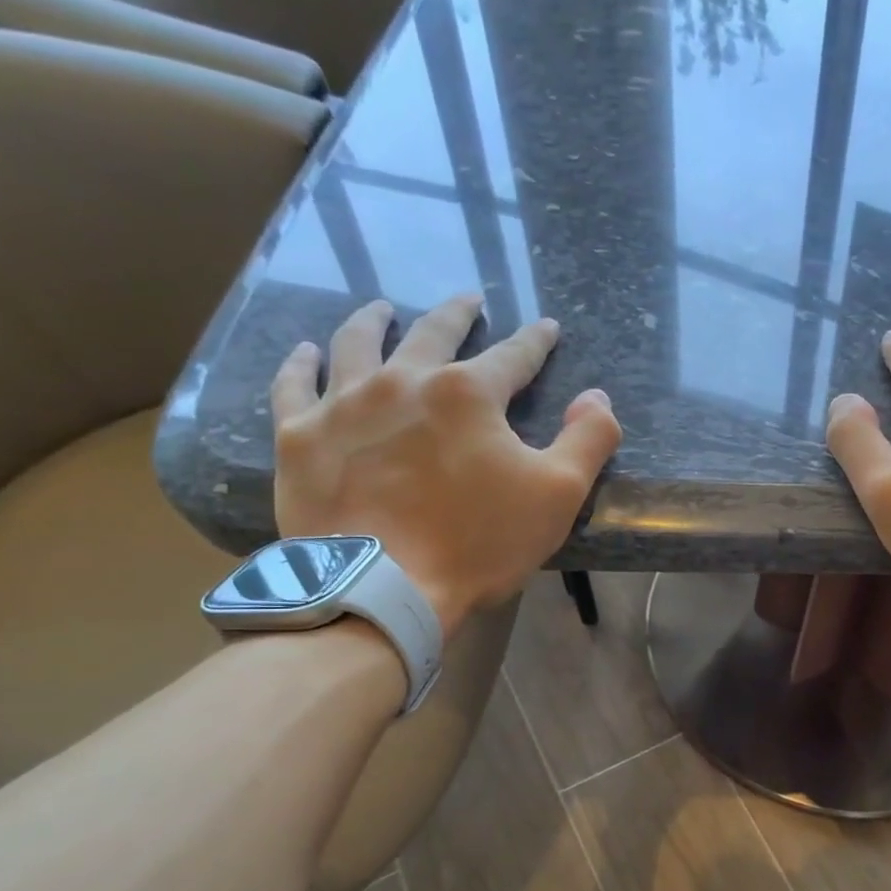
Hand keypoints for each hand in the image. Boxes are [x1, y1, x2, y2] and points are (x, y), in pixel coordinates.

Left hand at [270, 294, 620, 634]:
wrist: (384, 590)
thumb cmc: (478, 543)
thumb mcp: (558, 494)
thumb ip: (589, 438)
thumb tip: (596, 396)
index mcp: (468, 394)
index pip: (513, 356)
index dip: (535, 341)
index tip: (547, 328)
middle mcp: (403, 380)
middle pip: (434, 332)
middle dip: (458, 314)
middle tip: (469, 301)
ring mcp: (344, 404)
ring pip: (357, 343)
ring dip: (375, 320)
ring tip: (383, 308)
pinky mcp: (300, 436)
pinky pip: (295, 385)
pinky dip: (302, 364)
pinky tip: (306, 352)